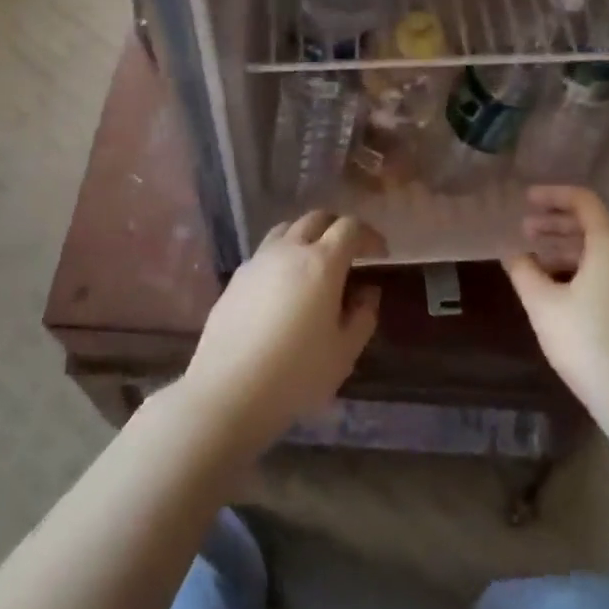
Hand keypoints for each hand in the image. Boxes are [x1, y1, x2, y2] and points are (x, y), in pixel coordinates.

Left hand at [179, 211, 383, 453]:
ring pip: (287, 229)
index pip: (350, 228)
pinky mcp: (236, 278)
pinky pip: (265, 253)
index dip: (369, 235)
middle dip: (338, 228)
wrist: (228, 390)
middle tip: (350, 252)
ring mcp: (258, 261)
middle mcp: (289, 250)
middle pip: (316, 218)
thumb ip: (363, 315)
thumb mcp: (344, 352)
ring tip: (314, 263)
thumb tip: (367, 291)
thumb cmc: (296, 374)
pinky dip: (282, 256)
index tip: (380, 253)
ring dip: (307, 236)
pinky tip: (282, 287)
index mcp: (322, 263)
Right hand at [504, 186, 608, 427]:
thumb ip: (524, 271)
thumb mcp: (543, 306)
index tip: (525, 200)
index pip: (584, 201)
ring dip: (569, 249)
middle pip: (595, 225)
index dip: (552, 195)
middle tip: (525, 230)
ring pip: (604, 252)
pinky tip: (564, 289)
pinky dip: (587, 268)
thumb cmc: (589, 344)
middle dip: (557, 224)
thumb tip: (513, 253)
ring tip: (538, 261)